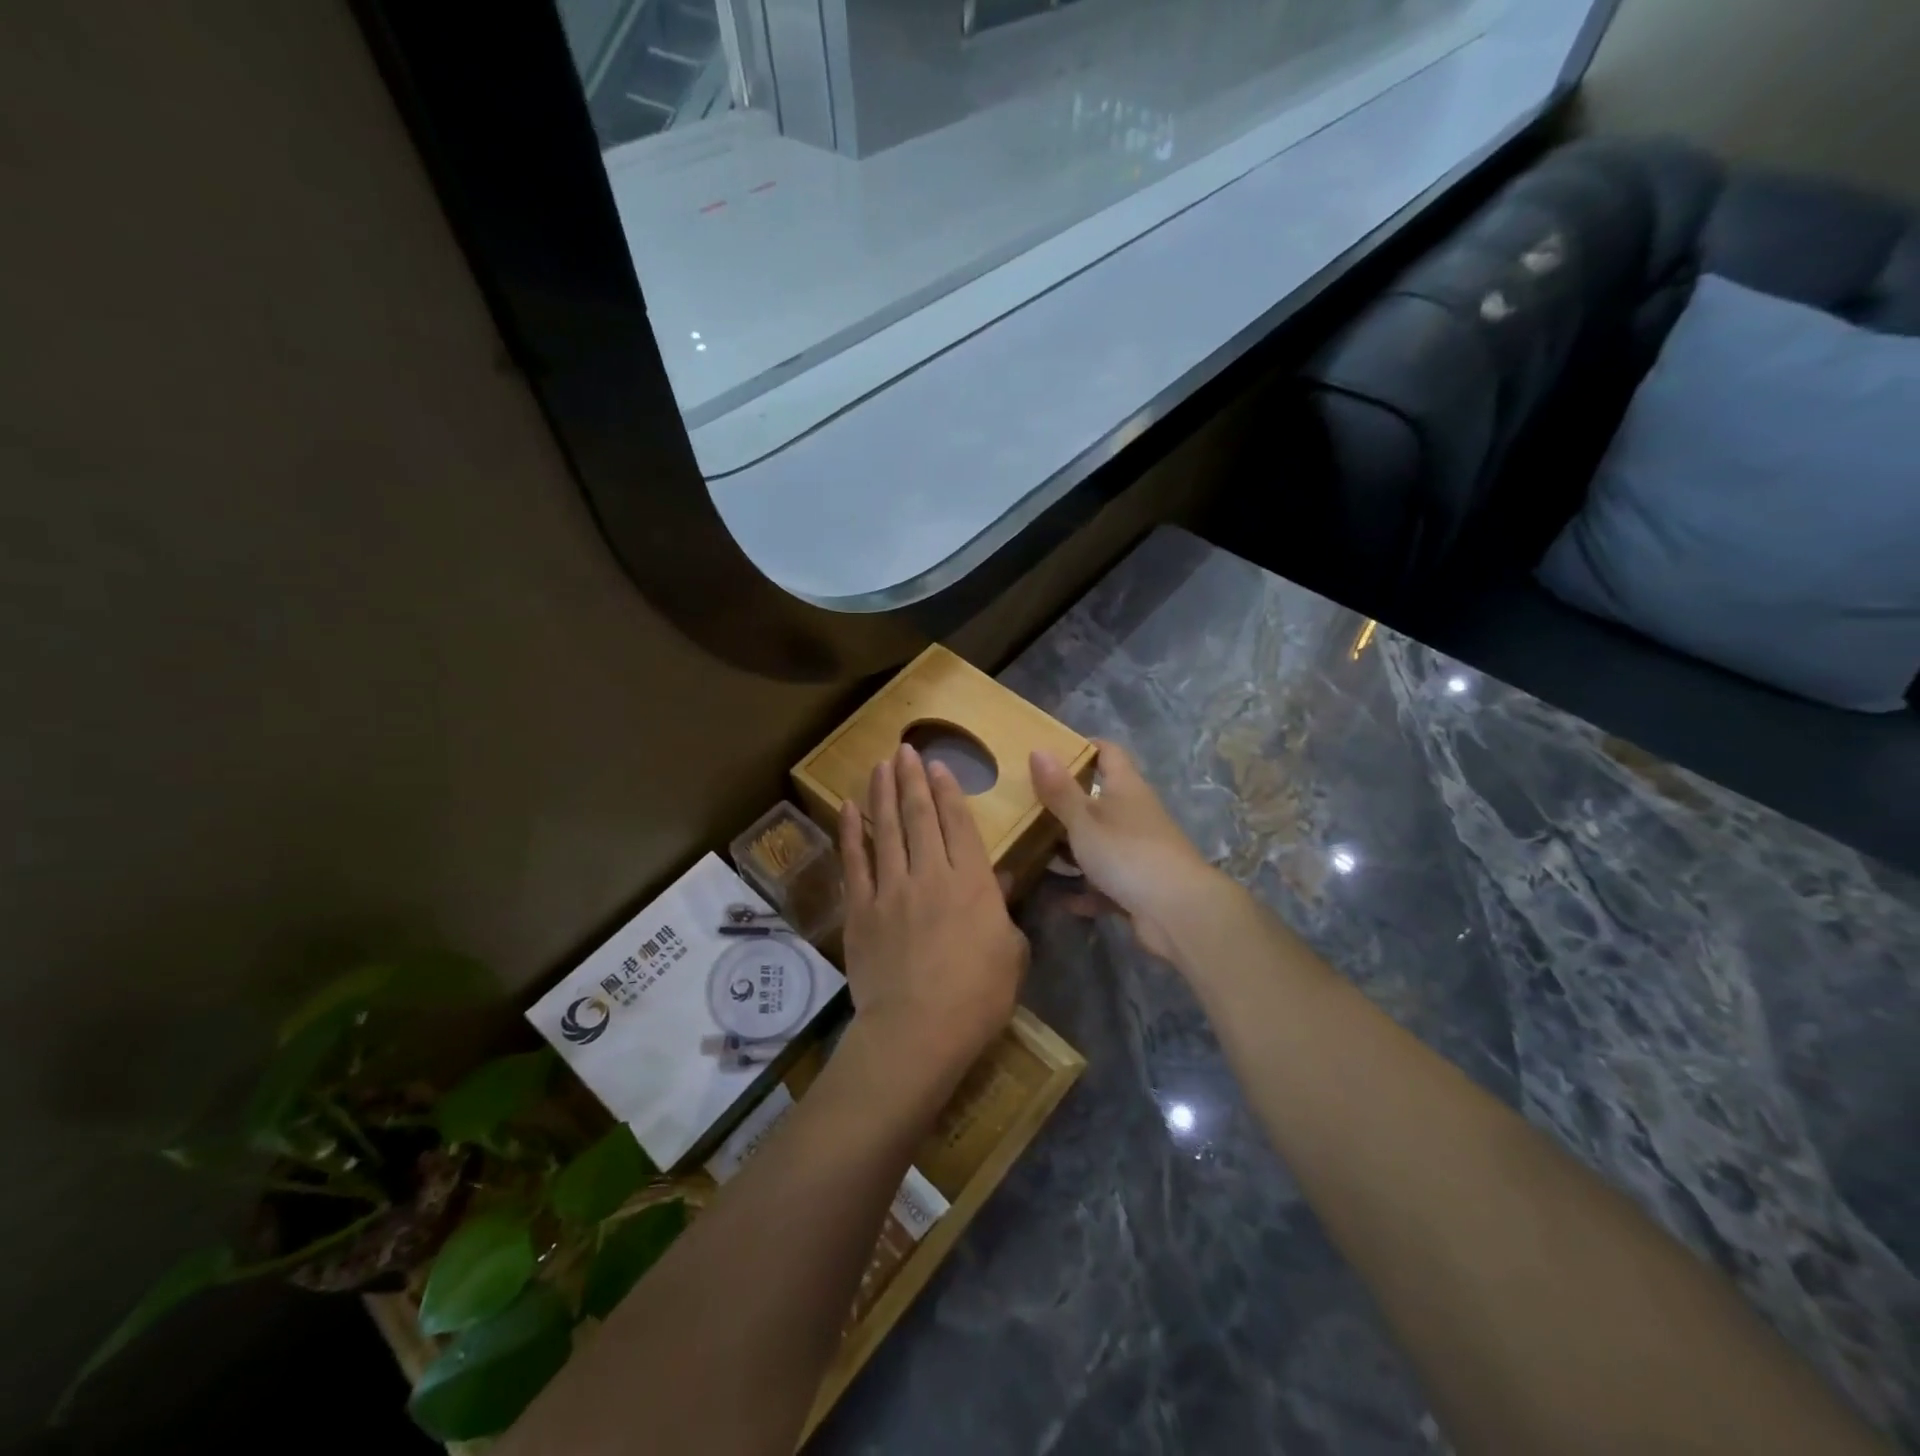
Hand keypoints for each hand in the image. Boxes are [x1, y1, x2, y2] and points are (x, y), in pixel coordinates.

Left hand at [839, 744, 1028, 1096]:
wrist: (917, 1032)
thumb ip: (1002, 909)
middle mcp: (929, 874)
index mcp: (970, 882)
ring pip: (885, 829)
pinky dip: (850, 832)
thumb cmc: (977, 998)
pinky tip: (847, 807)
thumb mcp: (1011, 953)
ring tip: (880, 764)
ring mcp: (890, 889)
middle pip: (918, 816)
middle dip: (912, 779)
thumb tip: (997, 877)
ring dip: (882, 793)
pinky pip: (854, 862)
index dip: (947, 791)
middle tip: (905, 749)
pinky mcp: (860, 910)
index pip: (957, 824)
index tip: (937, 765)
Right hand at [1031, 740, 1227, 960]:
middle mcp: (1135, 813)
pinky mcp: (1138, 884)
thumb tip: (1038, 750)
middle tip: (1029, 804)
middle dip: (1068, 803)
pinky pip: (1106, 882)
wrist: (1177, 911)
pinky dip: (1086, 890)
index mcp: (1125, 787)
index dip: (1084, 747)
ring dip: (1073, 849)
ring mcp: (1139, 850)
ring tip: (1035, 851)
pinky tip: (1062, 900)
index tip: (1052, 753)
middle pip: (1100, 799)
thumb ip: (1060, 790)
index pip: (1108, 753)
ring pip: (1100, 842)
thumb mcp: (1084, 819)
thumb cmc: (1127, 852)